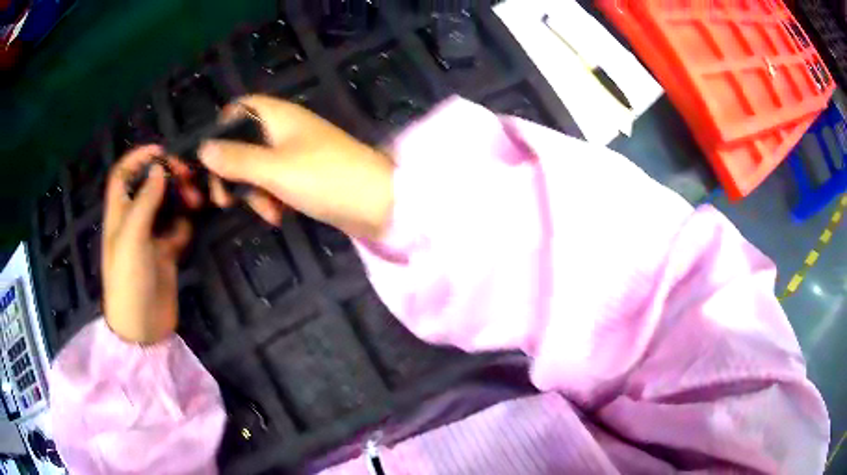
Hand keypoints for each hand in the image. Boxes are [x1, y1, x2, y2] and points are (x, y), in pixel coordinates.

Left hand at [102, 146, 201, 343]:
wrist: (143, 327)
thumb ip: (145, 201)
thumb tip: (159, 169)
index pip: (123, 174)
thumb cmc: (129, 280)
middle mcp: (133, 220)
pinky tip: (189, 230)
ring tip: (196, 202)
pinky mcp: (165, 253)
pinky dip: (184, 224)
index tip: (163, 151)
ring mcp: (150, 237)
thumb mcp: (132, 237)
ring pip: (165, 205)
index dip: (138, 158)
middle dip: (167, 176)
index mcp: (119, 213)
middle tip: (187, 177)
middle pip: (148, 185)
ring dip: (180, 197)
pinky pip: (177, 229)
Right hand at [198, 95, 393, 239]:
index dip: (222, 129)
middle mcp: (286, 129)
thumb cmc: (325, 178)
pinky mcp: (305, 176)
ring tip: (266, 212)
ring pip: (257, 167)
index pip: (240, 108)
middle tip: (225, 200)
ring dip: (253, 191)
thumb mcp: (274, 169)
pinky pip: (275, 183)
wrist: (378, 204)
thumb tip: (203, 149)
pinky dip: (271, 198)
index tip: (211, 160)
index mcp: (279, 116)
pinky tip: (278, 216)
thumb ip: (236, 159)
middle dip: (232, 171)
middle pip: (243, 142)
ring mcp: (296, 153)